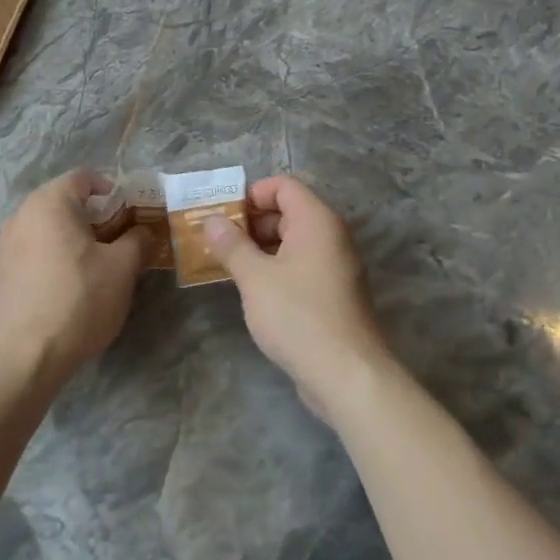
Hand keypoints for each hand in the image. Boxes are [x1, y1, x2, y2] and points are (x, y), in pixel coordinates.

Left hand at [0, 171, 151, 381]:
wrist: (28, 353)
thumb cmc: (79, 298)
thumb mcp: (122, 267)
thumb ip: (137, 240)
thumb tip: (142, 232)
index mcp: (50, 202)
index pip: (84, 177)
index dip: (111, 190)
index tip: (129, 215)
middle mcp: (22, 214)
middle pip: (64, 201)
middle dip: (94, 216)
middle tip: (119, 240)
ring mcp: (7, 243)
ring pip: (49, 227)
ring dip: (74, 237)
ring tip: (97, 264)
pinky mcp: (2, 271)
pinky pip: (35, 249)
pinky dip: (55, 255)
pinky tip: (70, 284)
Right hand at [203, 176, 396, 419]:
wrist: (347, 374)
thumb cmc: (298, 315)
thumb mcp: (255, 278)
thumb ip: (232, 245)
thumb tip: (212, 220)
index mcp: (317, 221)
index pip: (284, 186)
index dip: (252, 194)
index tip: (223, 216)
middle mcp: (331, 236)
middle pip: (288, 211)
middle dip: (252, 222)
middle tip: (218, 241)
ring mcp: (336, 265)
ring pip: (293, 241)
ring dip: (261, 247)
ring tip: (229, 265)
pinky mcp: (334, 292)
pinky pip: (302, 265)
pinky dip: (277, 268)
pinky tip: (253, 289)